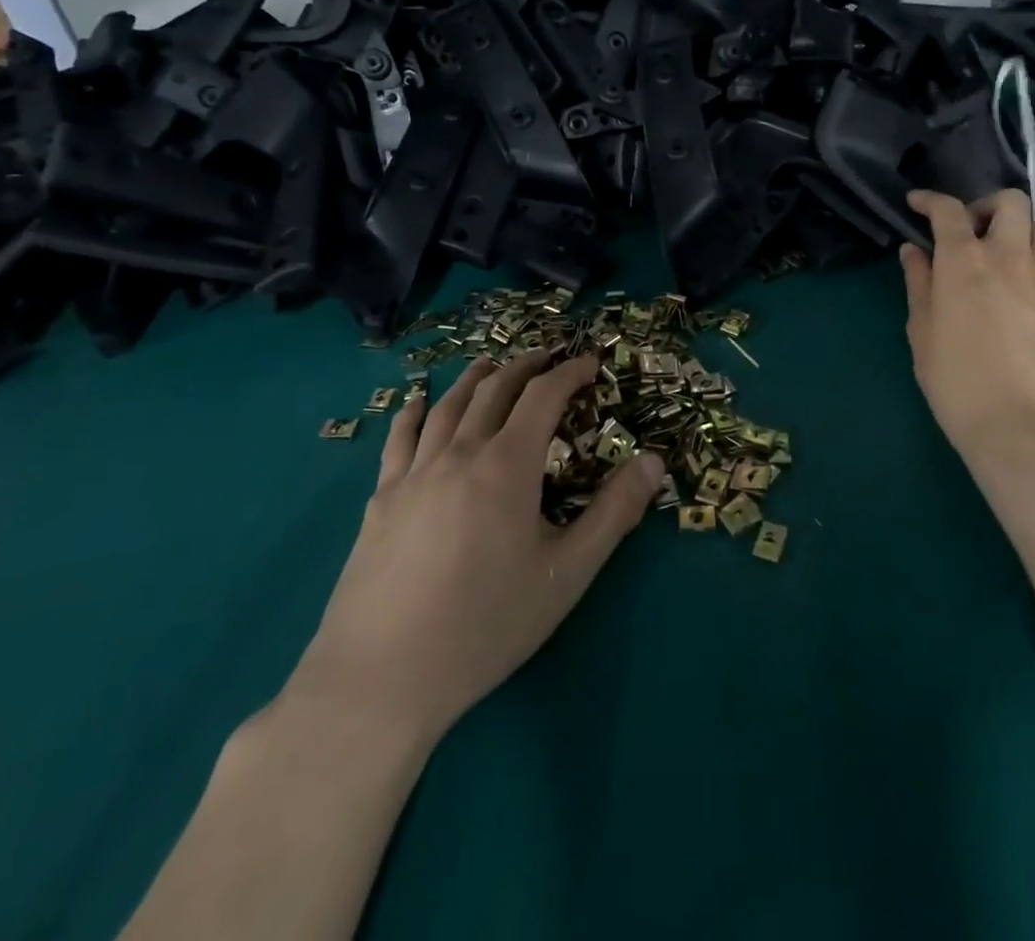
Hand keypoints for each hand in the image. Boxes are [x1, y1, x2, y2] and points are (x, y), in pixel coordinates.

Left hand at [288, 350, 663, 745]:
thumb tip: (654, 461)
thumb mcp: (566, 573)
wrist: (381, 679)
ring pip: (447, 406)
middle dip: (525, 366)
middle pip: (494, 390)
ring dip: (475, 378)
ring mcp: (413, 474)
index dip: (570, 373)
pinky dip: (414, 412)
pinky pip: (399, 439)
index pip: (543, 396)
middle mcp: (459, 453)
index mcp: (507, 465)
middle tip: (547, 356)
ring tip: (491, 365)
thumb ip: (614, 513)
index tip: (590, 362)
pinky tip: (416, 403)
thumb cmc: (485, 625)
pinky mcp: (380, 500)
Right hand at [900, 189, 1034, 470]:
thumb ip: (919, 284)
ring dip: (1021, 227)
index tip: (917, 204)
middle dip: (985, 207)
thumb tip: (913, 250)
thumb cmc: (957, 381)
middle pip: (1009, 203)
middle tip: (971, 231)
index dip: (930, 200)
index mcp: (963, 261)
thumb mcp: (923, 332)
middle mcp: (1008, 256)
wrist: (1021, 425)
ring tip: (1009, 247)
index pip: (948, 211)